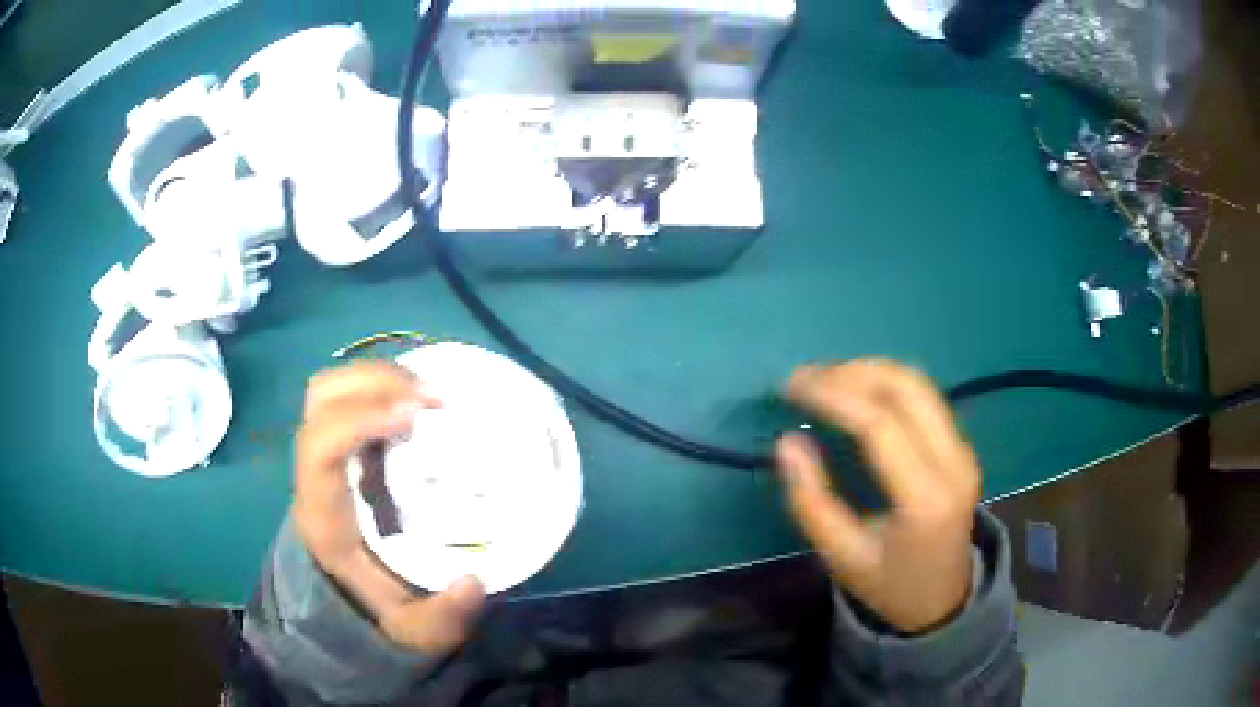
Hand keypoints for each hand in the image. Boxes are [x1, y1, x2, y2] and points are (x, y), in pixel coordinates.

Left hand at [293, 361, 484, 653]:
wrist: (345, 595)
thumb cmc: (375, 604)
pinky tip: (417, 398)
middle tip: (433, 398)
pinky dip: (381, 381)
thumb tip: (473, 581)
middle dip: (374, 382)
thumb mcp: (412, 629)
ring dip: (378, 375)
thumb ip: (443, 619)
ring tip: (428, 392)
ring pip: (329, 386)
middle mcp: (313, 471)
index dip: (360, 418)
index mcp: (323, 514)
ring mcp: (323, 448)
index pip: (319, 447)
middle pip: (318, 399)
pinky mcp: (339, 440)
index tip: (415, 413)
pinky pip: (348, 391)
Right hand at [776, 360, 979, 633]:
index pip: (881, 424)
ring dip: (870, 371)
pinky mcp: (961, 446)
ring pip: (920, 384)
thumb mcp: (840, 557)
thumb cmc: (888, 585)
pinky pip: (925, 397)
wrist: (942, 601)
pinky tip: (857, 391)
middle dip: (852, 373)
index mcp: (925, 498)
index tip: (791, 387)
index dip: (834, 396)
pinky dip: (886, 384)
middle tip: (804, 379)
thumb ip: (811, 500)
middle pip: (908, 389)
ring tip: (824, 379)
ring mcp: (964, 450)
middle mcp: (954, 463)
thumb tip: (788, 441)